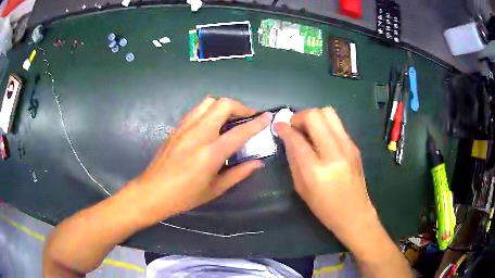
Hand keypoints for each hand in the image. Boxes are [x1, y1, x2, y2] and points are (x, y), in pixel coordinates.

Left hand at [130, 97, 271, 221]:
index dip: (257, 123)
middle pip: (223, 104)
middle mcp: (198, 134)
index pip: (239, 132)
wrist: (152, 192)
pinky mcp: (177, 128)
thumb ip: (239, 173)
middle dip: (240, 107)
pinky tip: (212, 125)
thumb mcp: (215, 189)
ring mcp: (185, 128)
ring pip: (208, 102)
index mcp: (209, 153)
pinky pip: (197, 110)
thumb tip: (258, 162)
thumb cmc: (184, 196)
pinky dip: (210, 111)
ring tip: (230, 119)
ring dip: (224, 106)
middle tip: (247, 119)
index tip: (268, 116)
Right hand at [275, 107, 377, 244]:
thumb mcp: (301, 188)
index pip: (297, 139)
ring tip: (307, 129)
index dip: (284, 128)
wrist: (354, 213)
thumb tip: (287, 138)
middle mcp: (334, 154)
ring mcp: (348, 147)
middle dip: (299, 116)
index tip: (278, 126)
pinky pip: (337, 124)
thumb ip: (293, 159)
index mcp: (316, 171)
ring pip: (328, 113)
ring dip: (313, 116)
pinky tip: (321, 137)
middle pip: (315, 116)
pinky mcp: (354, 145)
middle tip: (294, 126)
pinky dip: (324, 125)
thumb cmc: (324, 207)